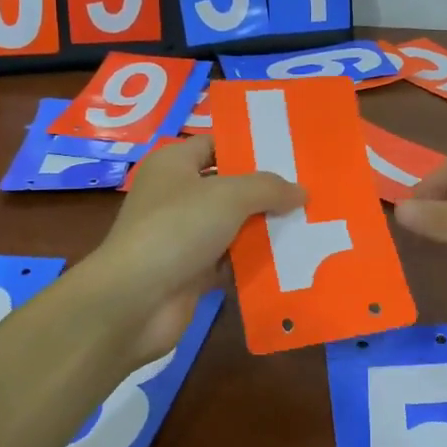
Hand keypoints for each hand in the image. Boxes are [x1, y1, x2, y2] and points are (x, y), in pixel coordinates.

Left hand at [81, 137, 302, 365]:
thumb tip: (301, 191)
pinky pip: (230, 260)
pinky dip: (254, 261)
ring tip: (311, 224)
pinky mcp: (191, 272)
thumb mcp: (229, 196)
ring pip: (233, 226)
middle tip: (310, 191)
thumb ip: (268, 188)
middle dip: (266, 192)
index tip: (291, 154)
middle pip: (229, 187)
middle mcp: (176, 195)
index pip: (216, 145)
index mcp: (174, 164)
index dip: (250, 147)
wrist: (135, 301)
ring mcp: (182, 236)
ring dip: (265, 229)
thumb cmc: (177, 229)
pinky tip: (291, 260)